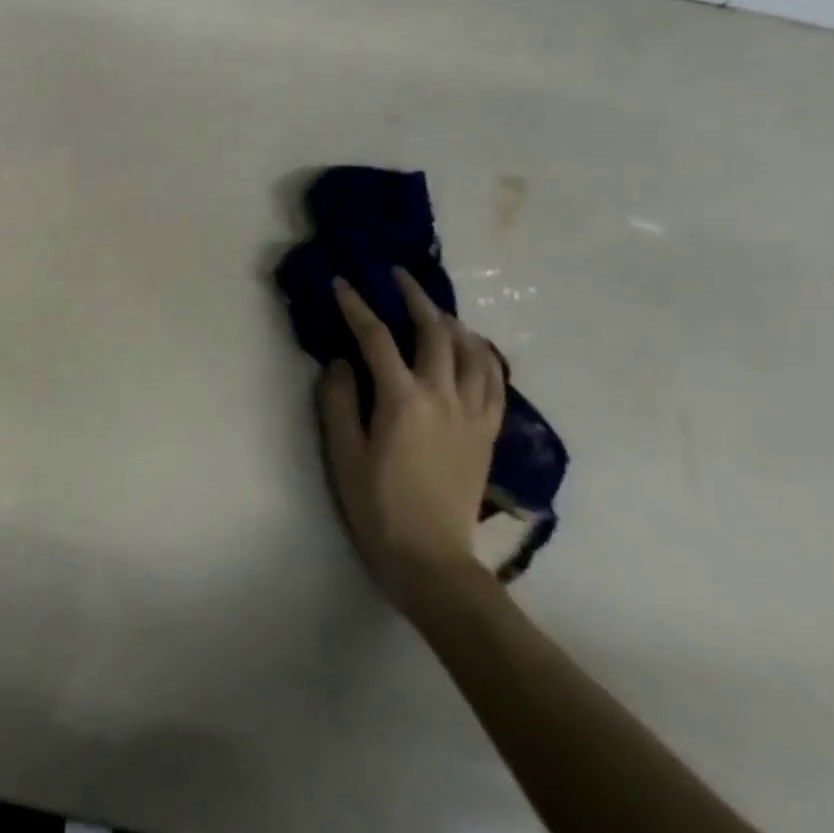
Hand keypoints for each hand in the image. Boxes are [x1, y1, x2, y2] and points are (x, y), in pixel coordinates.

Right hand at [319, 268, 504, 613]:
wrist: (432, 558)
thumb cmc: (377, 505)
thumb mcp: (343, 453)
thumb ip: (339, 401)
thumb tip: (341, 361)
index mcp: (403, 400)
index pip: (376, 338)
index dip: (357, 305)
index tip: (342, 282)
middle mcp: (444, 396)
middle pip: (434, 331)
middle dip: (414, 297)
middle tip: (397, 275)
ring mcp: (473, 413)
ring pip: (472, 350)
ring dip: (451, 320)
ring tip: (433, 307)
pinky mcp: (488, 430)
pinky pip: (494, 378)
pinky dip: (482, 353)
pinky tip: (471, 346)